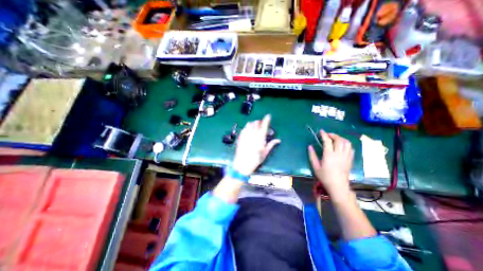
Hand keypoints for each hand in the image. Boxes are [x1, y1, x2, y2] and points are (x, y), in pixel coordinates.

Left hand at [232, 114, 281, 174]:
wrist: (243, 163)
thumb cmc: (256, 159)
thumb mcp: (265, 152)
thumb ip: (271, 144)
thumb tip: (278, 140)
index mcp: (260, 137)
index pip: (264, 125)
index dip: (266, 119)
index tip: (268, 115)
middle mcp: (252, 134)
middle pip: (256, 123)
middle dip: (260, 122)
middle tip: (262, 125)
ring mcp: (245, 134)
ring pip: (249, 124)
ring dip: (253, 123)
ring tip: (255, 127)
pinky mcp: (240, 136)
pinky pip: (244, 128)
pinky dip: (247, 127)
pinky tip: (248, 131)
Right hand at [309, 130, 352, 199]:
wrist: (338, 186)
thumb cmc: (325, 177)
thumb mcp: (315, 166)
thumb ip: (312, 155)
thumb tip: (310, 146)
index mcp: (329, 155)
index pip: (328, 141)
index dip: (324, 135)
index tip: (321, 131)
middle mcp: (339, 154)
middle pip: (339, 140)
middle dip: (333, 135)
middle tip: (327, 135)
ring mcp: (346, 156)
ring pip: (347, 143)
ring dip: (340, 138)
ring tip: (335, 138)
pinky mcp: (350, 159)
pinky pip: (351, 148)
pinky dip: (346, 144)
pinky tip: (342, 145)